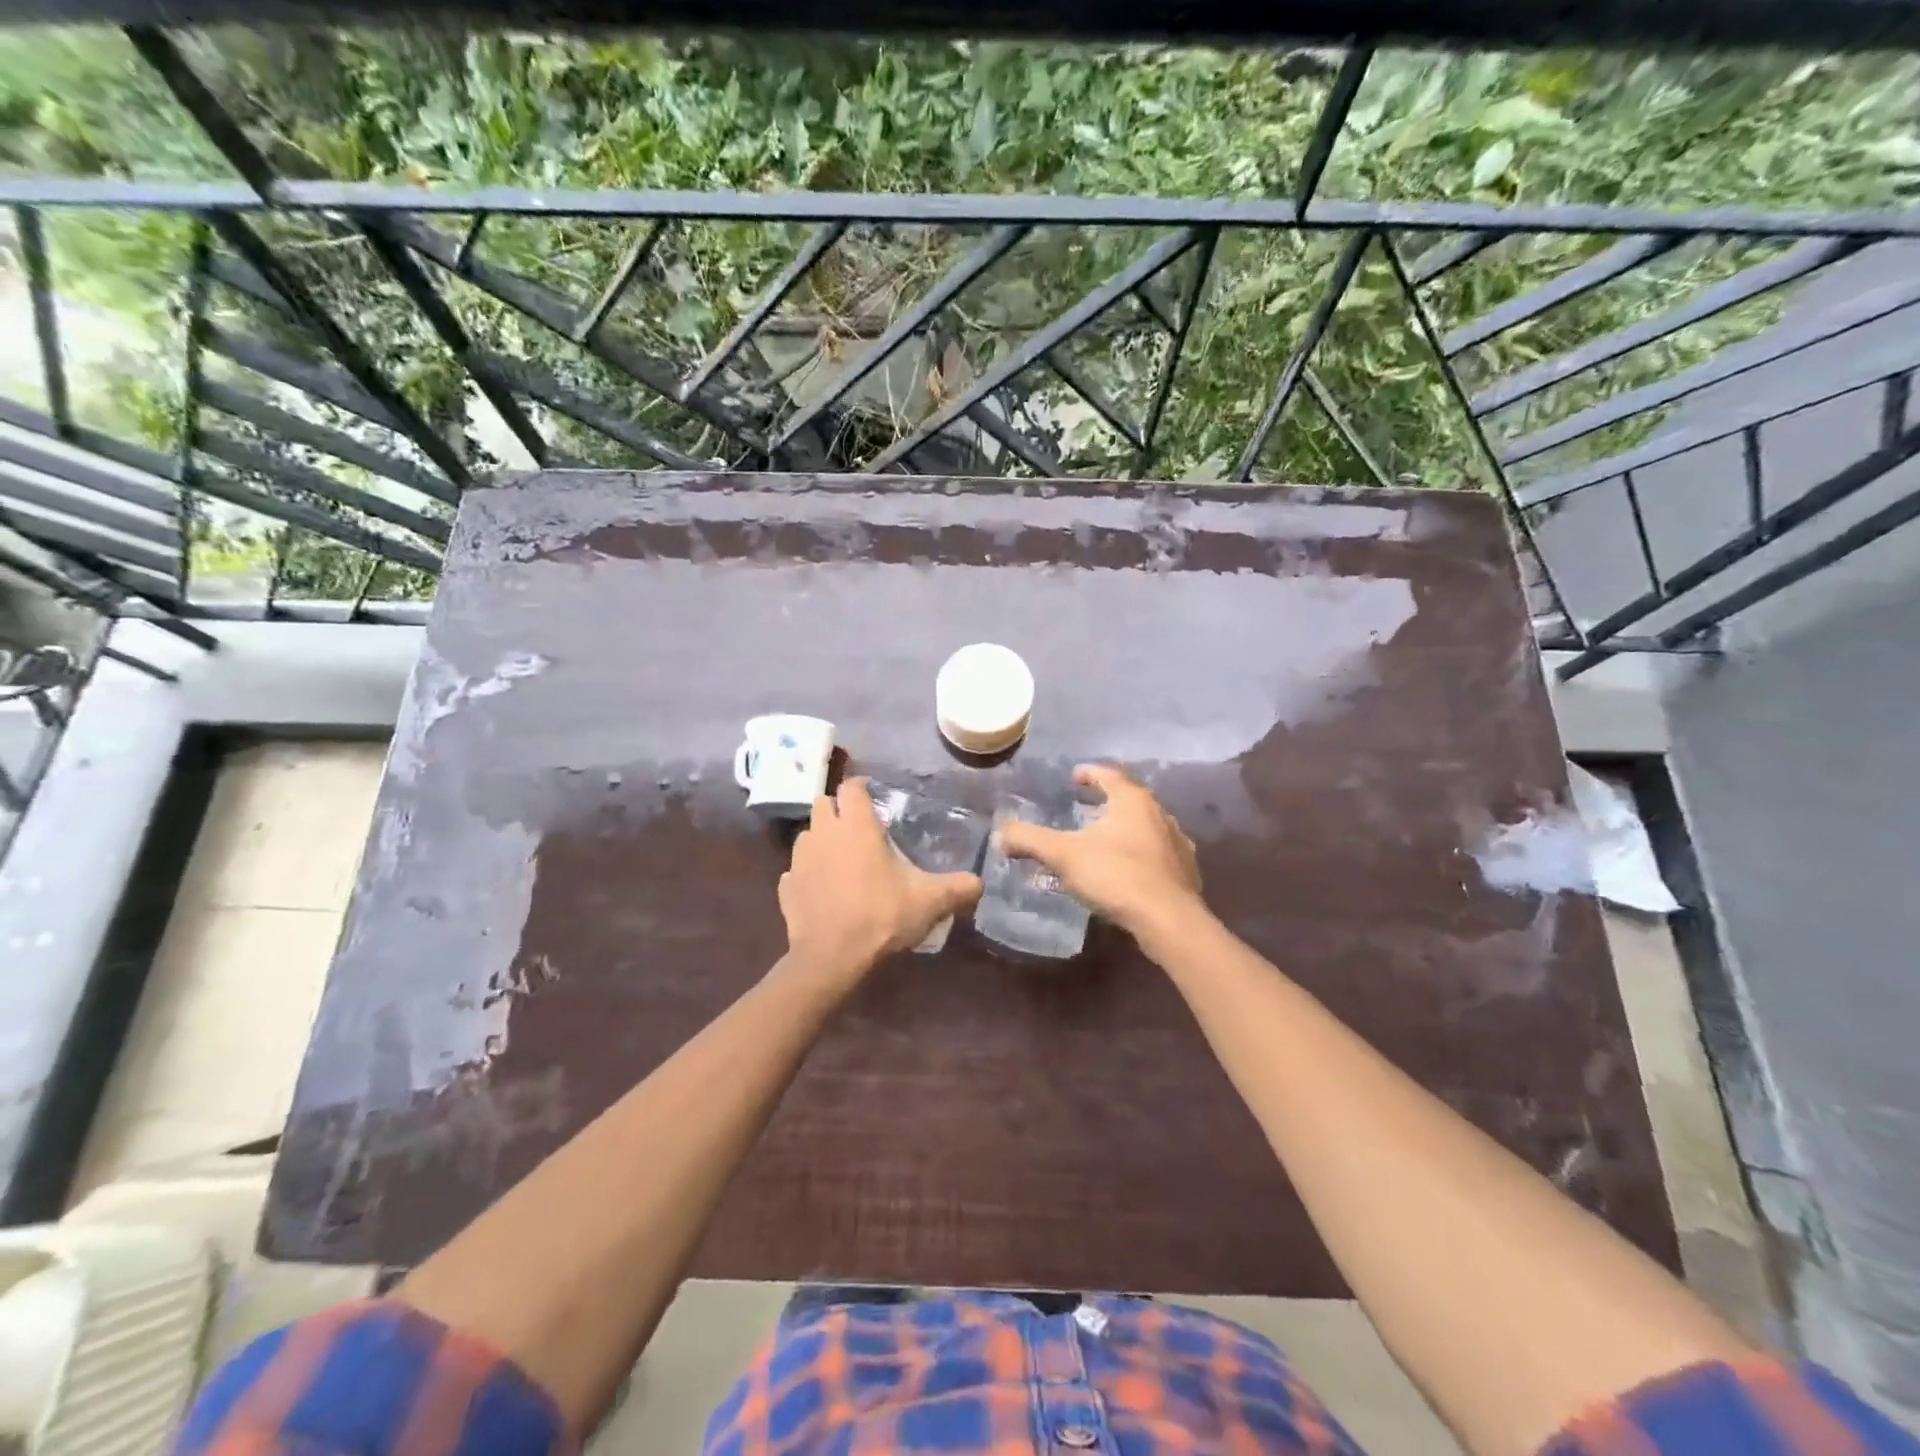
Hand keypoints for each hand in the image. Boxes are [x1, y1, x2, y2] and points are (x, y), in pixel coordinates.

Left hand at [779, 778, 983, 985]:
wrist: (832, 957)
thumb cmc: (881, 916)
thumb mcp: (929, 901)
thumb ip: (957, 888)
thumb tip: (980, 883)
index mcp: (856, 826)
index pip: (851, 787)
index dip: (861, 787)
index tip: (874, 796)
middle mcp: (824, 833)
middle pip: (823, 803)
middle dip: (838, 809)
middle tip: (858, 827)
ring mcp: (799, 860)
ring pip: (807, 835)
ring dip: (821, 839)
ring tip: (840, 858)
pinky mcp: (786, 887)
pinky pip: (795, 870)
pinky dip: (807, 873)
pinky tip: (822, 889)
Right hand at [998, 764, 1202, 938]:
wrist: (1168, 920)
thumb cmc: (1115, 876)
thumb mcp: (1064, 856)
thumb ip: (1030, 840)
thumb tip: (1002, 833)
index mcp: (1133, 801)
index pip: (1109, 775)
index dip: (1089, 774)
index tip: (1074, 778)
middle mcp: (1160, 814)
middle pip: (1129, 800)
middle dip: (1105, 803)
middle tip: (1083, 810)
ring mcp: (1177, 843)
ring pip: (1146, 827)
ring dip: (1124, 830)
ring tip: (1102, 842)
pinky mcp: (1185, 872)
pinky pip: (1157, 854)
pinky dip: (1139, 855)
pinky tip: (1126, 871)